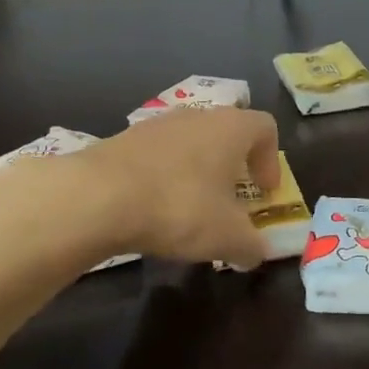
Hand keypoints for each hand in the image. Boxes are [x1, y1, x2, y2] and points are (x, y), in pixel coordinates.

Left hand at [78, 108, 281, 269]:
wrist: (98, 197)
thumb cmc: (179, 207)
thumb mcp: (227, 237)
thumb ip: (251, 245)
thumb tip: (256, 252)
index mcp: (231, 128)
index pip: (265, 128)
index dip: (271, 160)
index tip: (264, 191)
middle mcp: (197, 116)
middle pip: (226, 132)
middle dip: (233, 166)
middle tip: (231, 200)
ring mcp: (157, 124)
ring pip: (190, 142)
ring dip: (197, 170)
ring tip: (190, 207)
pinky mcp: (124, 139)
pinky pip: (158, 155)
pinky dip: (164, 176)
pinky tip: (154, 208)